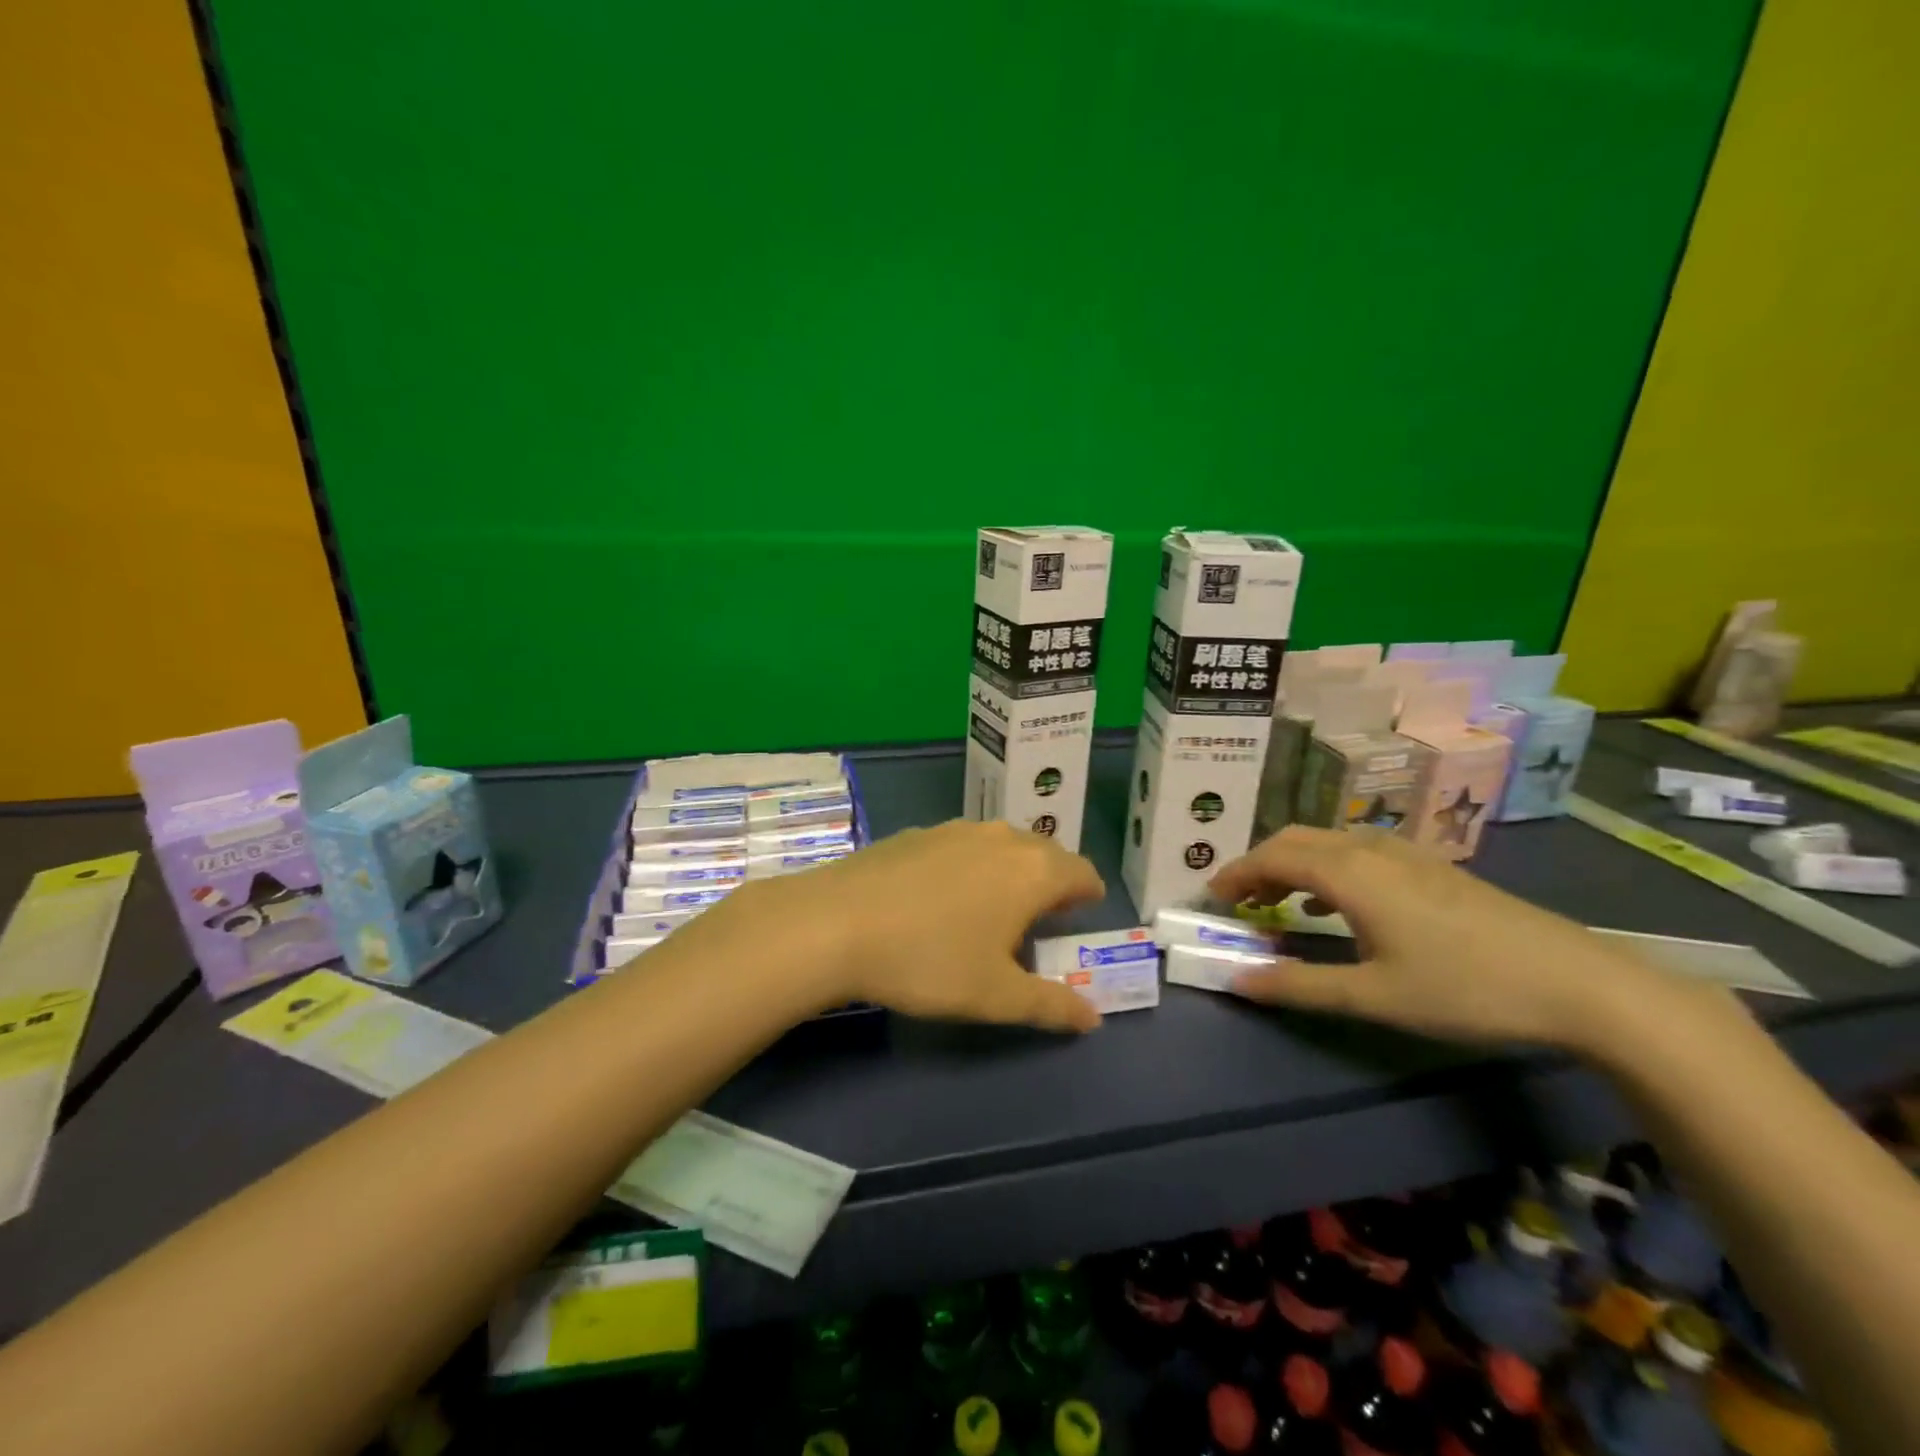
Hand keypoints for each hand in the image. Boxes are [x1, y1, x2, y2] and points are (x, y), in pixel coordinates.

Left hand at [703, 820, 1106, 1032]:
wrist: (835, 923)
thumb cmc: (929, 960)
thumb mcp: (996, 996)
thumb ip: (1051, 1006)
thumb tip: (1093, 1019)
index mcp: (1032, 870)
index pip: (1082, 872)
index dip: (1088, 895)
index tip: (1082, 916)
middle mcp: (1000, 838)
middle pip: (1044, 852)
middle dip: (1051, 881)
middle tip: (1042, 917)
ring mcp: (954, 829)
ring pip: (1001, 845)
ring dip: (1010, 870)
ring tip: (994, 907)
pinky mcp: (916, 833)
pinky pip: (961, 845)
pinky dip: (970, 865)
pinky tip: (941, 897)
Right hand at [1209, 825, 1693, 1050]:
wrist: (1578, 982)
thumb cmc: (1464, 987)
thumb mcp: (1374, 995)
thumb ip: (1299, 985)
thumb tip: (1236, 980)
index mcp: (1349, 872)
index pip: (1272, 856)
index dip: (1235, 874)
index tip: (1211, 899)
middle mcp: (1370, 849)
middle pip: (1296, 839)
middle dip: (1259, 864)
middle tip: (1238, 900)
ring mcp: (1405, 854)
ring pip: (1328, 842)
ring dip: (1292, 863)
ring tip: (1278, 902)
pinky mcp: (1431, 867)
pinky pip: (1357, 851)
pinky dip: (1327, 868)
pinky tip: (1337, 905)